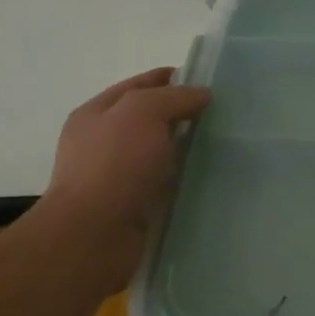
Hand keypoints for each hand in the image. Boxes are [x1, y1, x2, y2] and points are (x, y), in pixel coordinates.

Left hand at [35, 67, 211, 287]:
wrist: (92, 237)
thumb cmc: (113, 165)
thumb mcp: (142, 112)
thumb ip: (174, 97)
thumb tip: (201, 94)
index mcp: (96, 113)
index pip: (140, 85)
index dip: (172, 78)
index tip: (208, 81)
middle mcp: (102, 142)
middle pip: (150, 118)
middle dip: (182, 114)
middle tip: (222, 114)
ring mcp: (115, 176)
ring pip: (159, 152)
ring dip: (185, 148)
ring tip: (222, 144)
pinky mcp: (131, 205)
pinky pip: (163, 183)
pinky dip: (182, 178)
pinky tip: (207, 176)